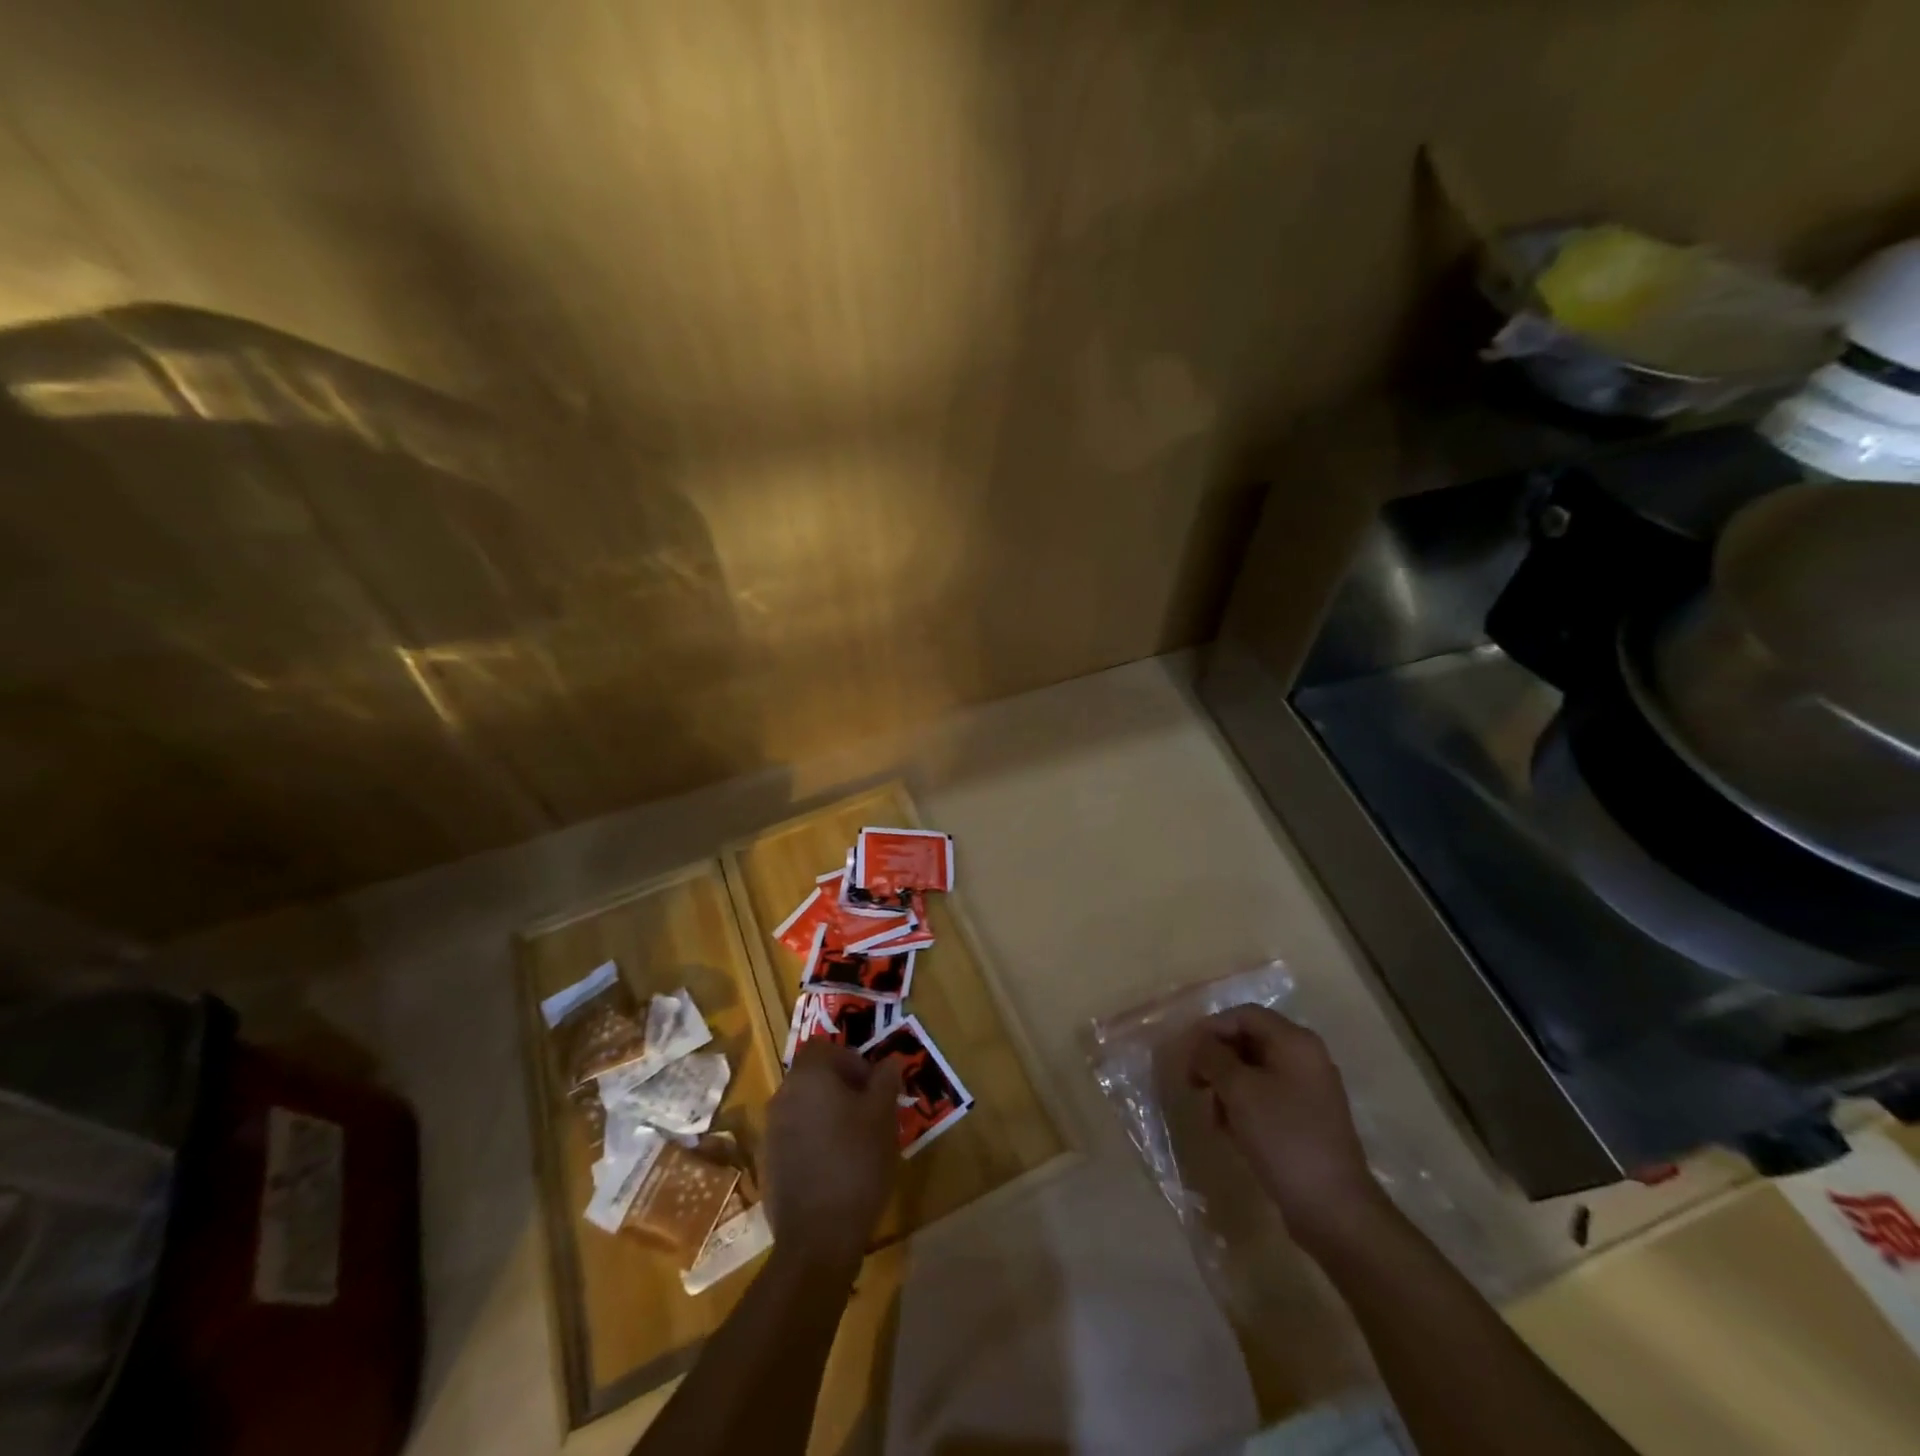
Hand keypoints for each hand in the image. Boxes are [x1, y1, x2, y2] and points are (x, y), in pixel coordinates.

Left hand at [765, 1040, 901, 1271]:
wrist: (817, 1237)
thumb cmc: (856, 1163)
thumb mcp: (883, 1116)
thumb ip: (885, 1081)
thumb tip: (888, 1062)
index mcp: (809, 1076)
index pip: (826, 1047)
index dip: (852, 1059)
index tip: (873, 1086)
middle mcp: (783, 1095)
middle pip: (814, 1075)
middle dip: (843, 1086)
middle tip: (870, 1111)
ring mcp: (771, 1130)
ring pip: (805, 1105)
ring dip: (828, 1112)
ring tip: (857, 1140)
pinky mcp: (769, 1162)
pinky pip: (795, 1135)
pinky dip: (815, 1139)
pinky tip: (836, 1165)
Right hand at [1186, 1005, 1382, 1245]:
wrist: (1334, 1209)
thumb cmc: (1284, 1138)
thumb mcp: (1239, 1091)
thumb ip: (1213, 1057)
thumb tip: (1199, 1043)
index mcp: (1295, 1042)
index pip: (1244, 1015)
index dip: (1211, 1029)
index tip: (1187, 1055)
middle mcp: (1306, 1058)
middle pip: (1249, 1041)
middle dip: (1217, 1060)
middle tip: (1193, 1084)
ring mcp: (1309, 1091)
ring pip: (1254, 1072)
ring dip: (1227, 1087)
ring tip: (1213, 1116)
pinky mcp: (1307, 1120)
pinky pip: (1266, 1098)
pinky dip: (1244, 1107)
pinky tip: (1231, 1132)